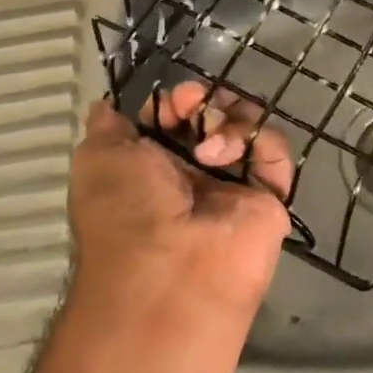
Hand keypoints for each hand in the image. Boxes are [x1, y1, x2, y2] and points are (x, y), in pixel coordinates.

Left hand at [67, 86, 293, 320]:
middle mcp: (194, 171)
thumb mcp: (97, 159)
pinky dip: (259, 141)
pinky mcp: (269, 196)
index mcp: (153, 164)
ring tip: (209, 149)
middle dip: (205, 101)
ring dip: (229, 120)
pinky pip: (275, 151)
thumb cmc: (124, 212)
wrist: (168, 273)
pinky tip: (229, 157)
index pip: (175, 114)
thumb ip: (107, 126)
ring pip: (247, 124)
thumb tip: (107, 105)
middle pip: (214, 112)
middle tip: (193, 107)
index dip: (175, 99)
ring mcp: (234, 183)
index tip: (173, 100)